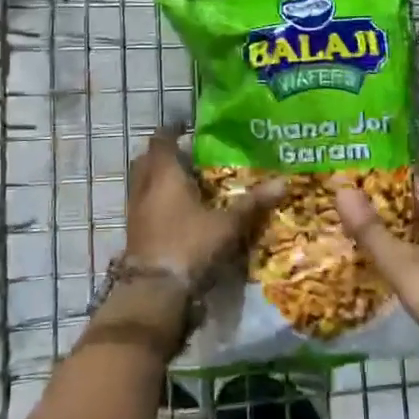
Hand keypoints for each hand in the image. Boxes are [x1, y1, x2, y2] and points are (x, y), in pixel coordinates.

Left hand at [124, 124, 285, 283]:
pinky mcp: (134, 233)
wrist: (155, 292)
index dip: (173, 130)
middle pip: (148, 159)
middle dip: (165, 154)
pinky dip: (157, 201)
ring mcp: (135, 211)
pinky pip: (143, 205)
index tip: (188, 127)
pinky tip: (178, 212)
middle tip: (189, 155)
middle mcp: (144, 186)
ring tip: (186, 182)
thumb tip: (284, 181)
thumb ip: (253, 203)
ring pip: (143, 183)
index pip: (162, 139)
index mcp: (164, 173)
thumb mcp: (227, 225)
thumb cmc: (189, 245)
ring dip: (158, 178)